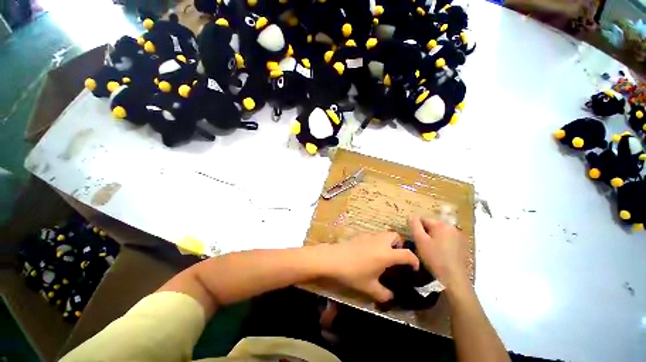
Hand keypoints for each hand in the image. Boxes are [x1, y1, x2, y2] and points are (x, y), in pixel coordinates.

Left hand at [321, 232, 419, 302]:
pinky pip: (374, 235)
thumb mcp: (370, 288)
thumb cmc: (353, 273)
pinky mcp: (361, 235)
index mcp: (386, 254)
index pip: (407, 254)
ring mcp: (370, 236)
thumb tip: (392, 297)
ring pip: (385, 234)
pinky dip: (378, 241)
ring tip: (384, 255)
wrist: (334, 259)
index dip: (414, 261)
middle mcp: (380, 241)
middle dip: (400, 245)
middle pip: (396, 236)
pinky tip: (370, 252)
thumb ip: (384, 294)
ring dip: (389, 242)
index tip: (414, 268)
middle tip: (397, 257)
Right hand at [409, 216, 470, 290]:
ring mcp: (459, 237)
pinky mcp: (463, 246)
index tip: (414, 238)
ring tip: (430, 250)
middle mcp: (452, 227)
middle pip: (433, 225)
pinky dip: (442, 244)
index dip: (417, 228)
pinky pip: (448, 240)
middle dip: (426, 233)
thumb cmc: (435, 258)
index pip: (424, 219)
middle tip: (421, 245)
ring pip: (440, 233)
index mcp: (441, 224)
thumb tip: (411, 215)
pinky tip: (440, 254)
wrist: (454, 278)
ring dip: (434, 238)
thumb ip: (415, 226)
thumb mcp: (420, 241)